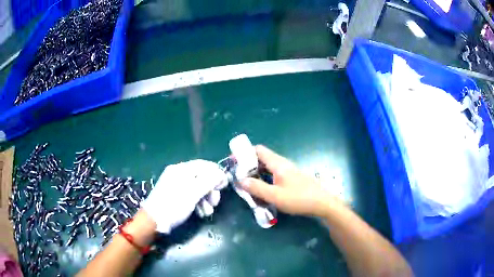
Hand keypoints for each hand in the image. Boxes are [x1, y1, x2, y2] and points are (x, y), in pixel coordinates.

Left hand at [141, 160, 227, 232]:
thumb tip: (222, 174)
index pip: (204, 165)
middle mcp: (179, 174)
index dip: (216, 173)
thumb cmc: (173, 205)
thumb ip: (209, 182)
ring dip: (206, 199)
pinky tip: (200, 212)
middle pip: (202, 177)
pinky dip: (198, 203)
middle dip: (211, 190)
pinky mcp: (175, 195)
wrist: (154, 221)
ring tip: (208, 211)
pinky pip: (191, 195)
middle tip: (215, 202)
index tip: (225, 185)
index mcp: (181, 169)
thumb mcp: (193, 194)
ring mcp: (176, 185)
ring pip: (198, 188)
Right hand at [240, 145, 333, 216]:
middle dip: (248, 165)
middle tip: (238, 176)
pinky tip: (262, 189)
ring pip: (268, 167)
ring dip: (256, 172)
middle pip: (262, 158)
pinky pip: (274, 174)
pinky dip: (265, 178)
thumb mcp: (276, 196)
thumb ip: (257, 188)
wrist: (322, 203)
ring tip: (246, 183)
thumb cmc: (299, 199)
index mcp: (278, 164)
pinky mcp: (291, 178)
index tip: (234, 162)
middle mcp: (283, 164)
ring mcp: (288, 171)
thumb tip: (241, 180)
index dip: (245, 153)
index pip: (258, 150)